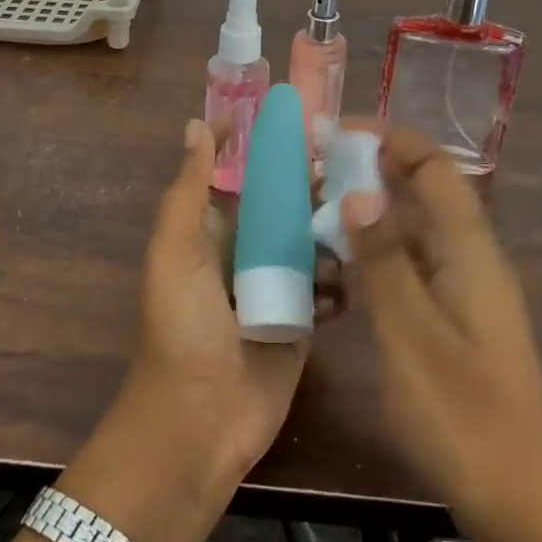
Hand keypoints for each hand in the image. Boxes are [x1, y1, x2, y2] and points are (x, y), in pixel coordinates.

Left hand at [126, 118, 326, 482]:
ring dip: (335, 228)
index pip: (241, 175)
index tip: (303, 117)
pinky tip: (357, 268)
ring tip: (366, 210)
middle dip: (313, 185)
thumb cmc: (182, 328)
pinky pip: (329, 285)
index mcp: (211, 231)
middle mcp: (246, 251)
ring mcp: (278, 285)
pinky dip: (342, 276)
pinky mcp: (304, 319)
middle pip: (284, 205)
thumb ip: (188, 191)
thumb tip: (197, 124)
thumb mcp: (175, 253)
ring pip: (313, 241)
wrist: (200, 423)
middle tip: (356, 163)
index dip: (264, 147)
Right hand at [341, 124, 541, 529]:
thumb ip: (383, 260)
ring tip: (310, 216)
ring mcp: (463, 292)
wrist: (518, 500)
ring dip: (367, 217)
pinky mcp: (453, 321)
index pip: (434, 167)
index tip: (334, 133)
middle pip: (421, 194)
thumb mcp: (410, 335)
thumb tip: (358, 192)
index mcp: (470, 251)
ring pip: (412, 233)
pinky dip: (375, 258)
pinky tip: (336, 273)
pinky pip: (410, 268)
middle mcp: (470, 259)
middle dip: (369, 174)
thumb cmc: (462, 415)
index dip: (390, 139)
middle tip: (309, 175)